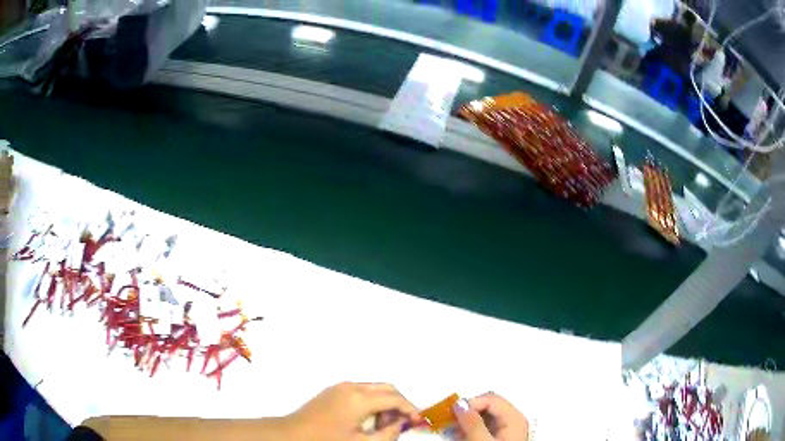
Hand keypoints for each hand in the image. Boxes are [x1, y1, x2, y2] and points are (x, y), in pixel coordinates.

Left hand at [285, 382, 419, 440]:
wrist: (292, 434)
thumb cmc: (327, 440)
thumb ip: (388, 433)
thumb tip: (402, 423)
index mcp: (360, 399)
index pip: (395, 398)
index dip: (411, 409)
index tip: (418, 422)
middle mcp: (352, 386)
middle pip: (387, 388)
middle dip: (398, 404)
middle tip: (397, 425)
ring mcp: (341, 386)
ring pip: (374, 388)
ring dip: (384, 403)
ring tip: (379, 425)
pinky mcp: (333, 389)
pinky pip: (361, 390)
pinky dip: (371, 401)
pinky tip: (365, 419)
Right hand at [452, 393, 527, 440]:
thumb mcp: (481, 440)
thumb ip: (472, 422)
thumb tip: (459, 403)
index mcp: (515, 416)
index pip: (490, 398)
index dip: (469, 403)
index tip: (451, 412)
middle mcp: (515, 420)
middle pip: (488, 406)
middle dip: (467, 411)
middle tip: (449, 420)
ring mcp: (510, 431)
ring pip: (485, 417)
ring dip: (468, 421)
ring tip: (454, 430)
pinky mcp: (503, 438)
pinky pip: (486, 427)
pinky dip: (473, 429)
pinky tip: (464, 436)